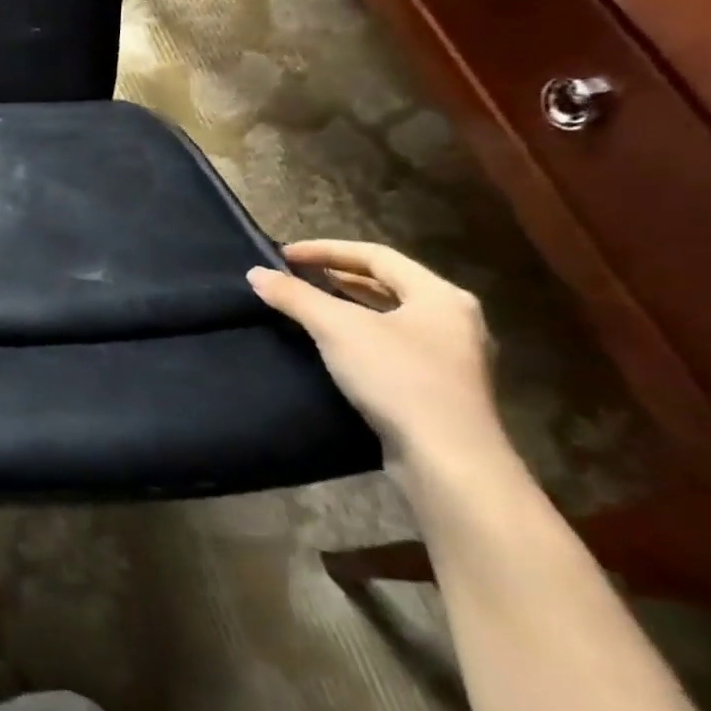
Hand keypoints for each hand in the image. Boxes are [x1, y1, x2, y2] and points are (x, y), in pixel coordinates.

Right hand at [247, 239, 508, 472]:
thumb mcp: (337, 329)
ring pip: (392, 316)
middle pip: (389, 284)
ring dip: (349, 306)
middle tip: (296, 276)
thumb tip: (255, 273)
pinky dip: (360, 335)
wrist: (448, 461)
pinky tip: (333, 345)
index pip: (377, 256)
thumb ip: (295, 296)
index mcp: (440, 296)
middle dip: (339, 276)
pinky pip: (394, 345)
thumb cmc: (398, 379)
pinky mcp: (440, 389)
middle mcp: (454, 320)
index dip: (327, 249)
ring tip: (310, 304)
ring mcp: (452, 357)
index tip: (285, 255)